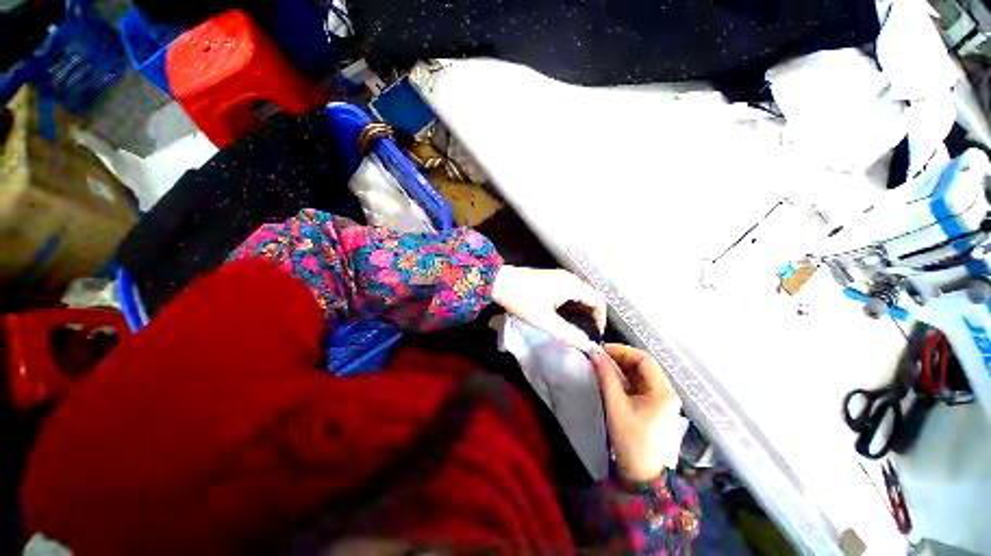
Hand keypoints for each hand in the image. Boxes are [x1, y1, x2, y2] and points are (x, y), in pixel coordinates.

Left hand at [491, 265, 605, 349]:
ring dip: (582, 310)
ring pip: (579, 294)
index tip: (595, 334)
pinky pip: (570, 291)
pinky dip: (572, 304)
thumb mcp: (545, 320)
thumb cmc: (523, 300)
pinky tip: (564, 315)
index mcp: (572, 285)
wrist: (500, 282)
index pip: (598, 301)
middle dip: (592, 315)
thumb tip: (587, 344)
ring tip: (577, 327)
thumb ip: (568, 333)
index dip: (601, 318)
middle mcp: (569, 278)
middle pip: (590, 296)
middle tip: (587, 333)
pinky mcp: (551, 278)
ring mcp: (559, 276)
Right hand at [590, 344, 683, 481]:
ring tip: (601, 368)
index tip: (602, 350)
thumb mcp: (616, 407)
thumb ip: (606, 378)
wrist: (644, 479)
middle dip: (620, 359)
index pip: (645, 360)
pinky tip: (610, 381)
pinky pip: (639, 387)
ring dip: (621, 369)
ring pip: (640, 376)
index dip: (622, 351)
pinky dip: (624, 381)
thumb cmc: (632, 442)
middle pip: (644, 367)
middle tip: (599, 358)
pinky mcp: (654, 409)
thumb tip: (594, 354)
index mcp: (664, 393)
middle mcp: (667, 394)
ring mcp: (662, 402)